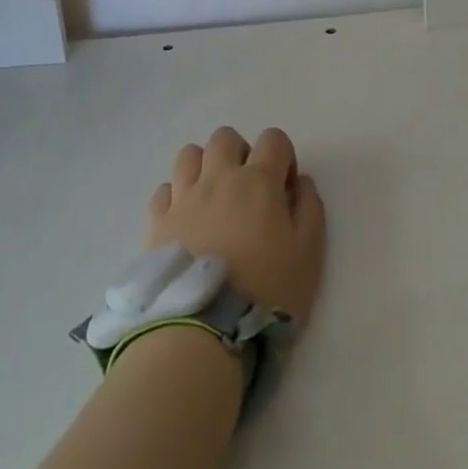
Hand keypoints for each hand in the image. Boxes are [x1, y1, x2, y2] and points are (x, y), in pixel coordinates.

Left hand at [148, 127, 325, 322]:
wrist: (202, 331)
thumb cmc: (265, 291)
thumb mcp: (308, 254)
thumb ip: (310, 209)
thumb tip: (300, 182)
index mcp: (258, 181)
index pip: (273, 139)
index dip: (283, 157)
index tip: (284, 189)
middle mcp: (218, 178)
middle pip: (226, 138)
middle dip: (241, 153)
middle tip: (248, 190)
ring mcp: (183, 198)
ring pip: (190, 154)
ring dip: (205, 167)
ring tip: (213, 198)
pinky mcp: (157, 222)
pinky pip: (164, 189)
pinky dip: (177, 196)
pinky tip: (186, 220)